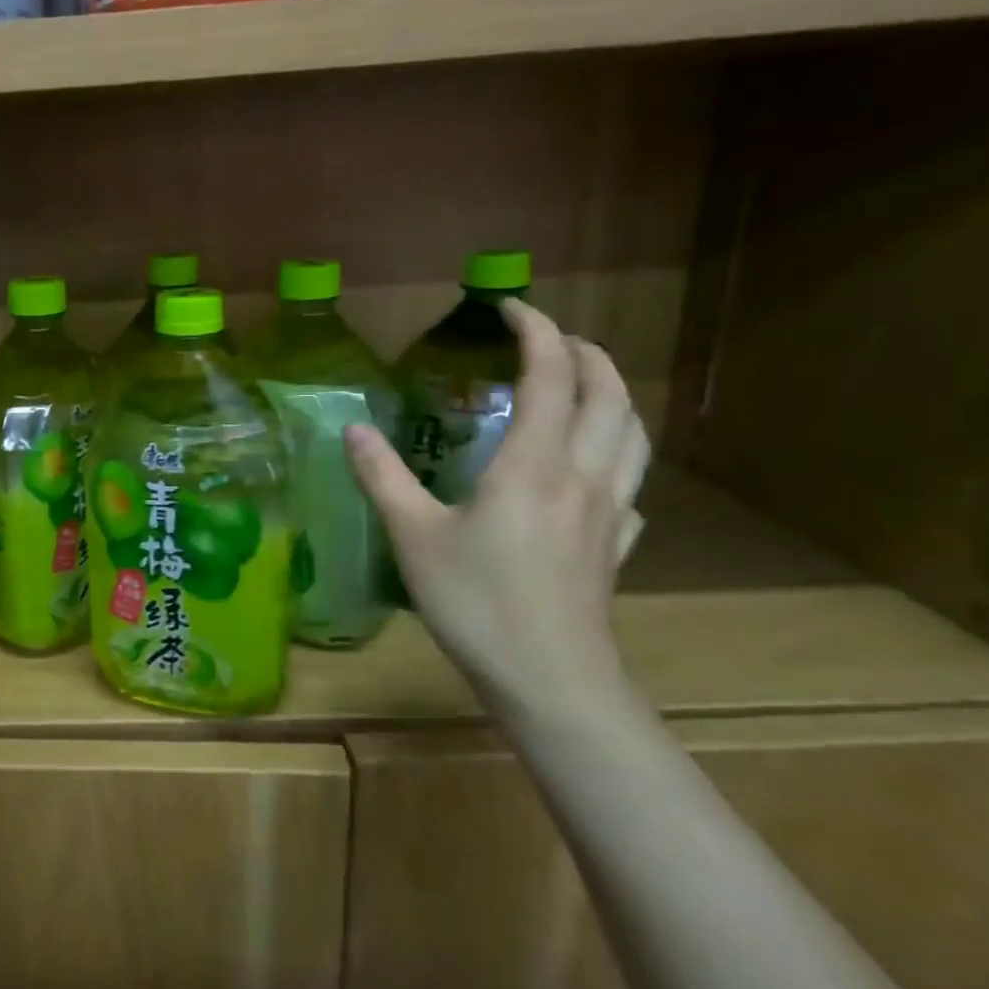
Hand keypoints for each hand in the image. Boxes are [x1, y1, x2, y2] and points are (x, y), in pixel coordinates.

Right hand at [347, 300, 649, 716]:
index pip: (550, 376)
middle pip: (609, 395)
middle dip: (585, 353)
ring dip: (614, 394)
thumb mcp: (412, 535)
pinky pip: (632, 482)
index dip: (536, 332)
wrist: (550, 681)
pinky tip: (595, 470)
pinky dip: (619, 454)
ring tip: (584, 384)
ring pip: (634, 434)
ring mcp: (609, 512)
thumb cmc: (476, 602)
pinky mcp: (615, 546)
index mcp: (534, 464)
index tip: (510, 308)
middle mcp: (583, 475)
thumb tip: (354, 428)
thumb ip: (382, 476)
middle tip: (551, 338)